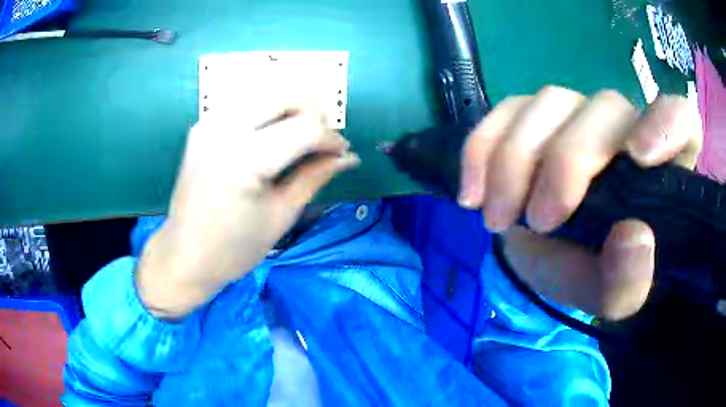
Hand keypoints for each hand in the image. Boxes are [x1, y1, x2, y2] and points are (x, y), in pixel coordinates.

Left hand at [137, 103, 358, 318]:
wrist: (185, 255)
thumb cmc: (235, 248)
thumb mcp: (281, 215)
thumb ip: (315, 176)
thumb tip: (349, 157)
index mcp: (245, 160)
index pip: (305, 128)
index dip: (332, 138)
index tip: (343, 153)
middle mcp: (224, 130)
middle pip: (287, 96)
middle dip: (315, 113)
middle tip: (323, 142)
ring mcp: (209, 123)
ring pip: (266, 92)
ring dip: (292, 108)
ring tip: (302, 136)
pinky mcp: (202, 126)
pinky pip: (244, 102)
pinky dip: (267, 110)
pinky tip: (273, 133)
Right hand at [459, 87, 701, 319]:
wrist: (551, 260)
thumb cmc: (593, 275)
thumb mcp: (612, 298)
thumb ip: (628, 283)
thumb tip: (634, 237)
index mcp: (662, 169)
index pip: (681, 118)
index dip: (665, 122)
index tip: (638, 156)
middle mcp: (625, 128)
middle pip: (603, 107)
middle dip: (566, 161)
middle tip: (538, 221)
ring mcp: (577, 116)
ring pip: (550, 100)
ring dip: (516, 159)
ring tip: (499, 217)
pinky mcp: (535, 118)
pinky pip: (506, 110)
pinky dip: (482, 147)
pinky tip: (472, 192)